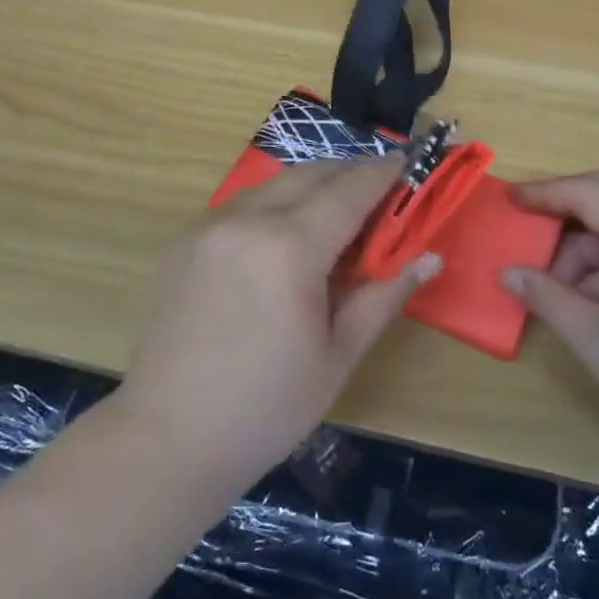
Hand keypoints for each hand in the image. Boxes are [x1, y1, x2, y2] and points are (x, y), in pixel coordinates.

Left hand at [119, 157, 439, 487]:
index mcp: (290, 248)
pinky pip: (242, 204)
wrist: (168, 437)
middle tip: (378, 189)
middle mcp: (248, 220)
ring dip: (311, 185)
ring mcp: (210, 225)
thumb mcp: (338, 356)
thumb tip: (430, 257)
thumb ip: (384, 296)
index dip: (382, 173)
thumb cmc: (267, 407)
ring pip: (274, 183)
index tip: (409, 161)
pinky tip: (284, 235)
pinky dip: (274, 203)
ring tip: (336, 210)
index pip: (349, 191)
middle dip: (349, 173)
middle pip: (311, 175)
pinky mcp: (185, 239)